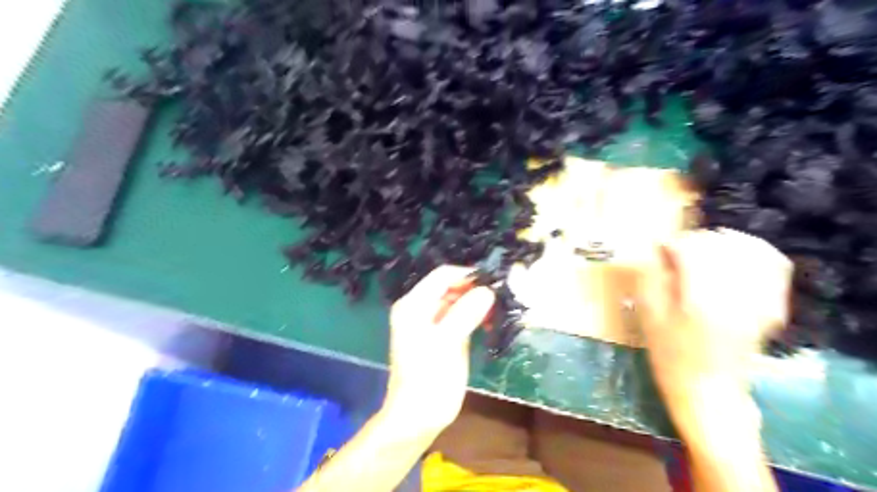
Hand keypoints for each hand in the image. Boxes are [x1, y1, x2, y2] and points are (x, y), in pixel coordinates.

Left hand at [382, 266, 496, 433]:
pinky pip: (461, 317)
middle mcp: (420, 308)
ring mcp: (432, 322)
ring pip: (459, 301)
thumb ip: (466, 313)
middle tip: (500, 300)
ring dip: (478, 303)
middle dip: (475, 290)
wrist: (418, 417)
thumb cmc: (428, 378)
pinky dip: (476, 317)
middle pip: (451, 287)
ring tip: (497, 314)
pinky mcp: (443, 335)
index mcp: (414, 304)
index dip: (468, 276)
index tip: (494, 284)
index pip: (443, 276)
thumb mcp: (446, 342)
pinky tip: (489, 324)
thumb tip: (488, 290)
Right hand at [634, 228, 783, 491]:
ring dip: (725, 242)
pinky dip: (756, 252)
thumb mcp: (649, 318)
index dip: (673, 243)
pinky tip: (738, 254)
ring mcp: (758, 302)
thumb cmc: (670, 357)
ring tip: (705, 247)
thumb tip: (657, 251)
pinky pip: (774, 267)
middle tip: (677, 250)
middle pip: (720, 247)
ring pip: (749, 251)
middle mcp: (735, 297)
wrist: (709, 391)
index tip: (659, 247)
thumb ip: (650, 280)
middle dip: (696, 241)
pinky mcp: (770, 306)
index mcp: (699, 301)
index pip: (691, 252)